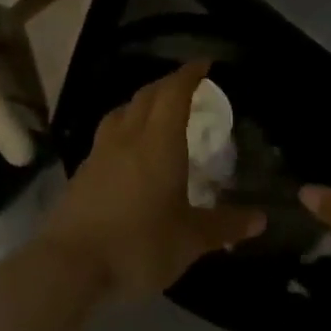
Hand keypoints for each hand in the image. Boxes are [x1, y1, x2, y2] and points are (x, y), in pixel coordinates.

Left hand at [39, 61, 266, 300]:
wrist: (70, 266)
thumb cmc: (139, 245)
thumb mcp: (190, 240)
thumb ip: (225, 226)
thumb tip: (259, 219)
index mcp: (159, 143)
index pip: (173, 93)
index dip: (189, 75)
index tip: (204, 64)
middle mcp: (127, 138)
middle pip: (146, 97)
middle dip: (167, 85)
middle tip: (186, 86)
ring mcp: (100, 154)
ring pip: (121, 113)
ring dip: (141, 104)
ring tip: (155, 112)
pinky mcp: (83, 174)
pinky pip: (107, 136)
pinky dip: (124, 129)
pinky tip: (129, 151)